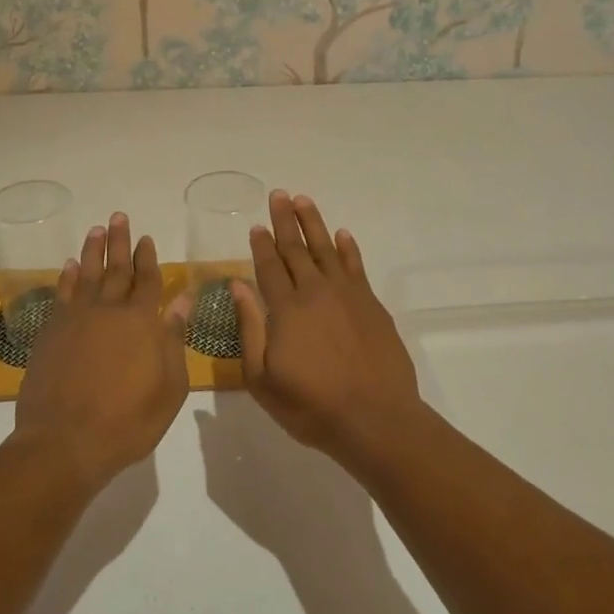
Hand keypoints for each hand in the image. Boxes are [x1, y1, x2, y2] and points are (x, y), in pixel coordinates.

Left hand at [13, 212, 186, 491]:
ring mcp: (75, 320)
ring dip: (93, 251)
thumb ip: (174, 339)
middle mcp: (108, 311)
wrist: (64, 443)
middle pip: (116, 269)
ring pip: (86, 274)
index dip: (148, 258)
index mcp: (141, 322)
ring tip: (97, 229)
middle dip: (120, 242)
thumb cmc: (127, 421)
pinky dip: (66, 278)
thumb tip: (182, 300)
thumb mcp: (169, 387)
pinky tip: (69, 266)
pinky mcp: (50, 333)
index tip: (146, 238)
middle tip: (119, 216)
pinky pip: (61, 295)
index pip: (147, 280)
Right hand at [228, 191, 425, 465]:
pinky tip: (343, 235)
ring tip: (304, 200)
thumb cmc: (312, 406)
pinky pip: (356, 266)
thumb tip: (237, 285)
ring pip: (326, 249)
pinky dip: (348, 248)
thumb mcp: (263, 379)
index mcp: (286, 309)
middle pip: (296, 248)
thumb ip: (249, 328)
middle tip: (279, 194)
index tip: (256, 225)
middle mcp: (315, 292)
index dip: (261, 245)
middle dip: (285, 220)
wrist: (376, 419)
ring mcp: (347, 295)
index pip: (269, 266)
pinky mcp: (371, 304)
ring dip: (314, 223)